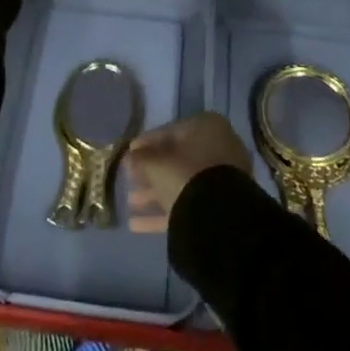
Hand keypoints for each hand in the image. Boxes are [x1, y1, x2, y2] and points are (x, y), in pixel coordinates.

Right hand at [125, 113, 252, 233]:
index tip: (129, 153)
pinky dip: (164, 213)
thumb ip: (139, 158)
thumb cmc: (185, 174)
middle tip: (130, 178)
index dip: (146, 143)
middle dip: (151, 171)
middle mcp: (218, 148)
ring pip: (182, 183)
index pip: (170, 132)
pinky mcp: (219, 207)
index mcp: (206, 126)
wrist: (218, 217)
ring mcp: (221, 179)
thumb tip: (128, 157)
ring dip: (154, 193)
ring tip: (130, 202)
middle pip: (176, 159)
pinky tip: (136, 224)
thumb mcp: (155, 164)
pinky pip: (188, 205)